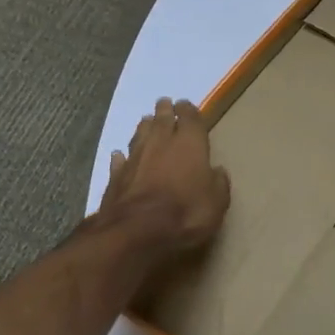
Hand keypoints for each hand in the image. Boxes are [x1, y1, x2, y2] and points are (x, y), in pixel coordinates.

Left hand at [99, 98, 231, 252]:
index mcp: (190, 144)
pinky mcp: (116, 176)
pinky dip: (122, 156)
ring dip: (145, 127)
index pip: (190, 118)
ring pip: (140, 135)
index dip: (189, 110)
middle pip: (162, 120)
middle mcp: (161, 143)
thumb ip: (218, 183)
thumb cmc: (186, 213)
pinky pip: (120, 160)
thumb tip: (217, 171)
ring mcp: (136, 158)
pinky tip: (120, 155)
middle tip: (164, 103)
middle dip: (164, 111)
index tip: (186, 104)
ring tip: (146, 121)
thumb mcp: (217, 202)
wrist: (137, 231)